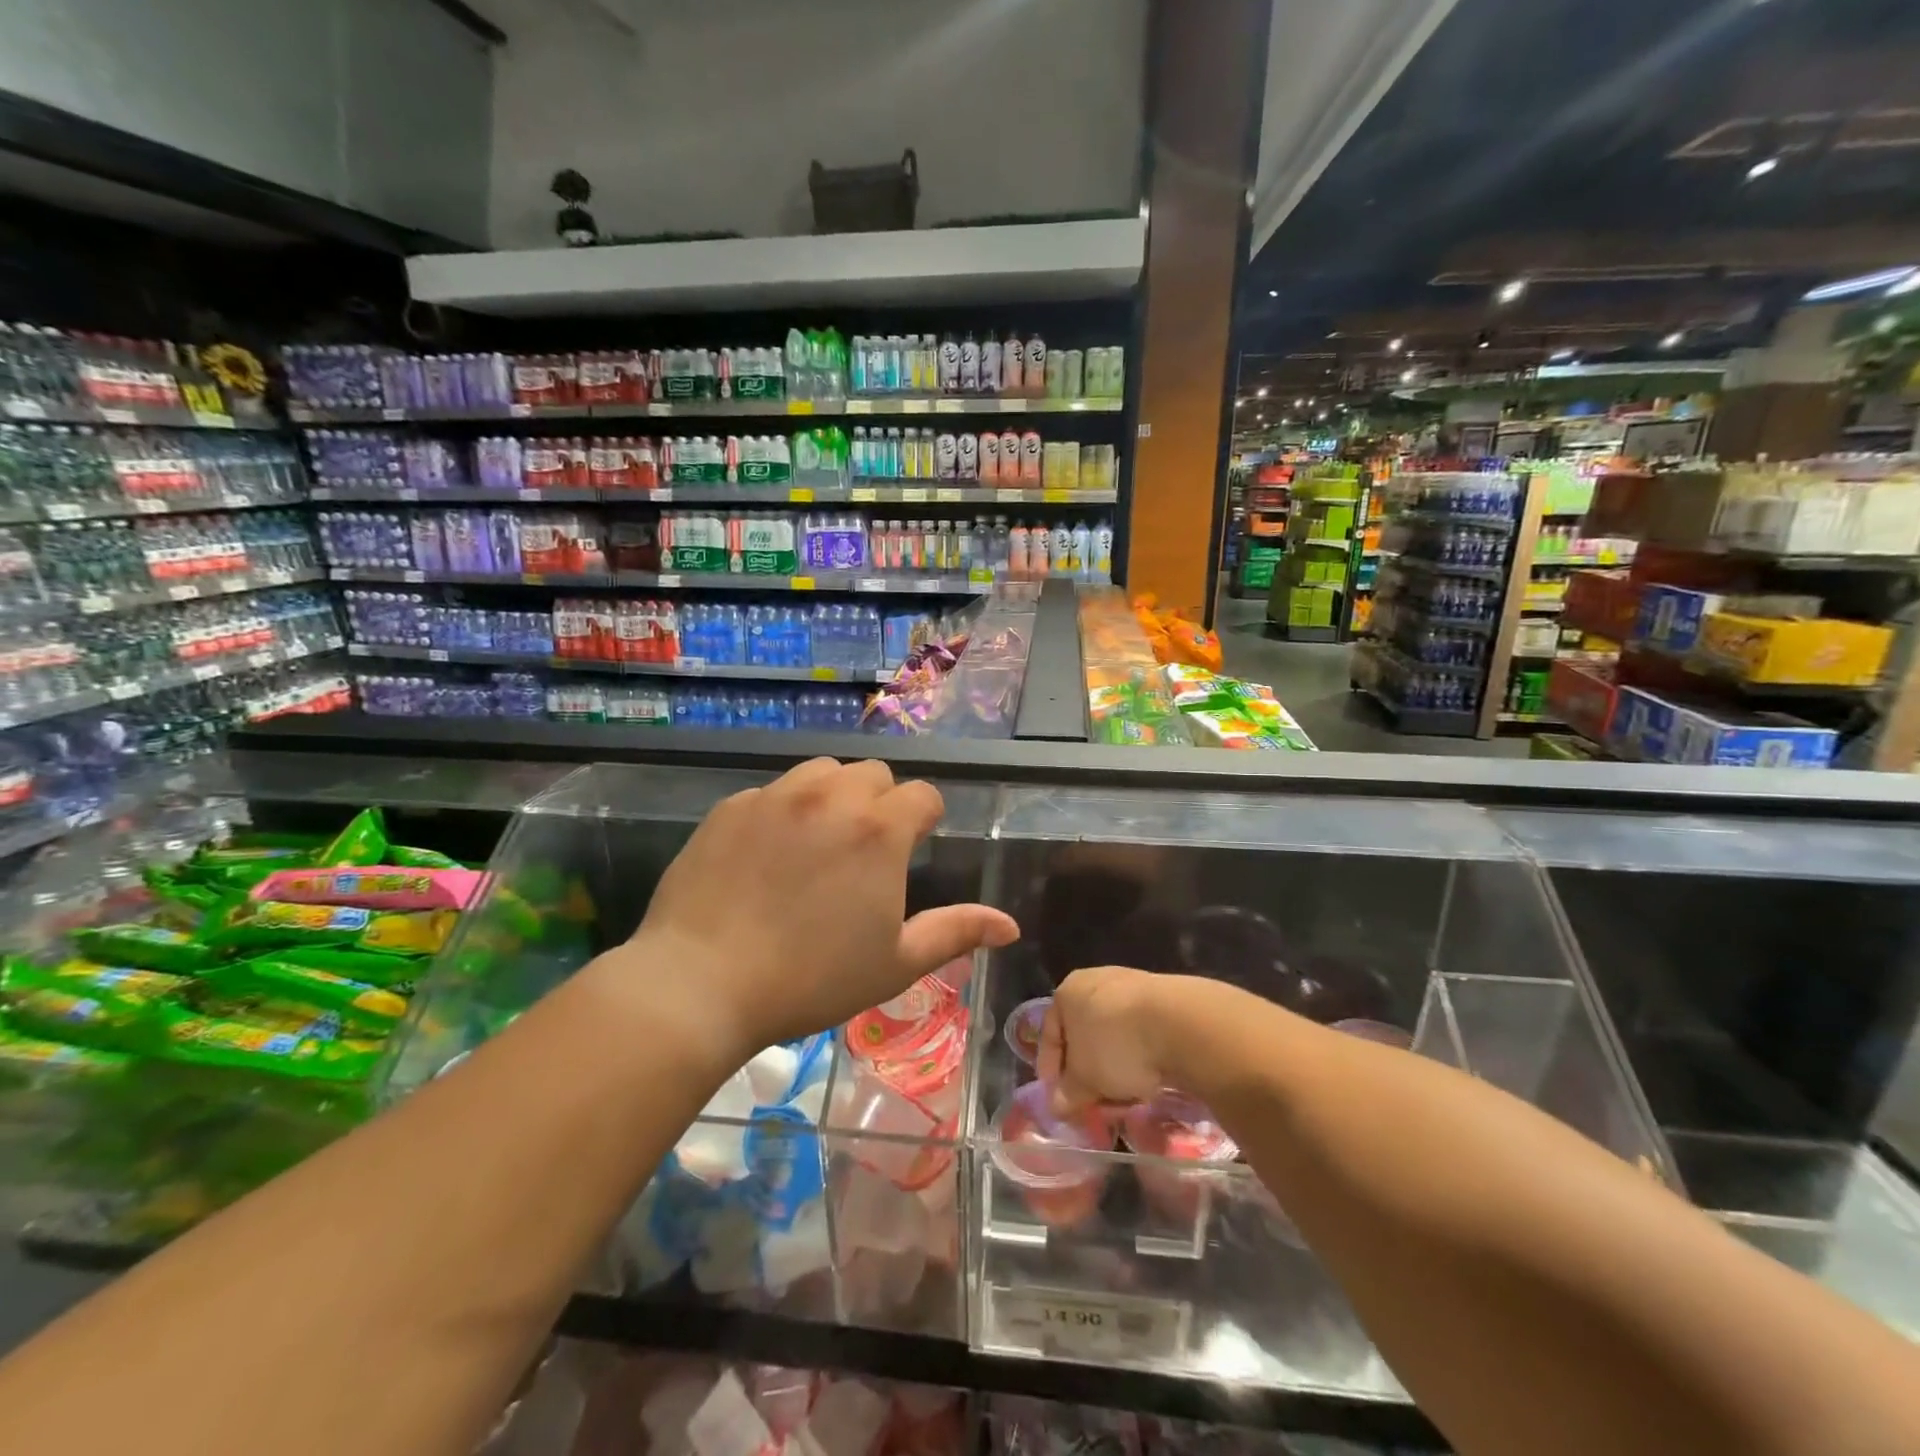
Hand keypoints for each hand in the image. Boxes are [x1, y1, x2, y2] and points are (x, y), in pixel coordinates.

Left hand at [629, 758, 1018, 1058]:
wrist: (701, 983)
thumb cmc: (811, 979)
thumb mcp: (894, 963)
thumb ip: (956, 932)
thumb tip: (1010, 926)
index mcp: (879, 830)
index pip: (923, 796)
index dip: (924, 820)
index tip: (911, 851)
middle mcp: (831, 796)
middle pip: (873, 775)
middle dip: (880, 803)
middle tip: (864, 851)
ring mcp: (776, 796)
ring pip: (822, 772)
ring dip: (833, 795)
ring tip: (819, 841)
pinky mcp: (731, 806)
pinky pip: (772, 792)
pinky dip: (782, 811)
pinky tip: (766, 856)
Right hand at [1038, 966, 1201, 1115]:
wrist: (1180, 1023)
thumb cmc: (1115, 1045)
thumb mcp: (1084, 1079)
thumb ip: (1067, 1093)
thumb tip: (1057, 1106)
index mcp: (1068, 992)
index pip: (1049, 1035)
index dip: (1051, 1072)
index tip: (1059, 1101)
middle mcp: (1096, 981)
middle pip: (1083, 1035)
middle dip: (1086, 1072)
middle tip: (1092, 1103)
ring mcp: (1131, 986)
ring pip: (1113, 1035)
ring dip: (1114, 1066)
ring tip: (1123, 1097)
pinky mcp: (1162, 998)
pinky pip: (1140, 1033)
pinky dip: (1139, 1057)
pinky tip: (1148, 1078)